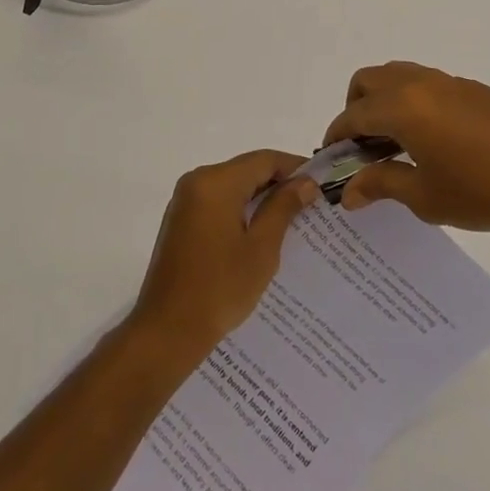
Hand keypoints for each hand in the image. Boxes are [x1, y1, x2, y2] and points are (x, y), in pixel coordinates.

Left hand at [129, 151, 316, 363]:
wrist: (167, 330)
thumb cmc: (219, 289)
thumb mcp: (261, 248)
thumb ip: (283, 208)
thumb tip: (306, 183)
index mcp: (215, 182)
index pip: (264, 159)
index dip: (295, 168)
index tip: (322, 184)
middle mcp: (196, 181)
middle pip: (247, 169)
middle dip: (279, 183)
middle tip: (312, 204)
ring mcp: (185, 200)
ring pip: (233, 186)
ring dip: (261, 198)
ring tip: (293, 219)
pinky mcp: (181, 220)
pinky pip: (218, 202)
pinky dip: (241, 209)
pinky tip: (262, 232)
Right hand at [326, 61, 489, 236]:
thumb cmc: (482, 191)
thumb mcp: (425, 196)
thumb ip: (381, 184)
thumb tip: (348, 191)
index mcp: (402, 107)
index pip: (353, 114)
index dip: (336, 136)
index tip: (331, 159)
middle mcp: (420, 84)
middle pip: (369, 81)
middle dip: (355, 109)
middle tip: (363, 148)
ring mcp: (449, 81)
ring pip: (398, 76)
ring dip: (384, 101)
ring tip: (395, 143)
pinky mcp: (473, 89)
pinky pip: (426, 84)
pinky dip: (412, 102)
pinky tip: (431, 140)